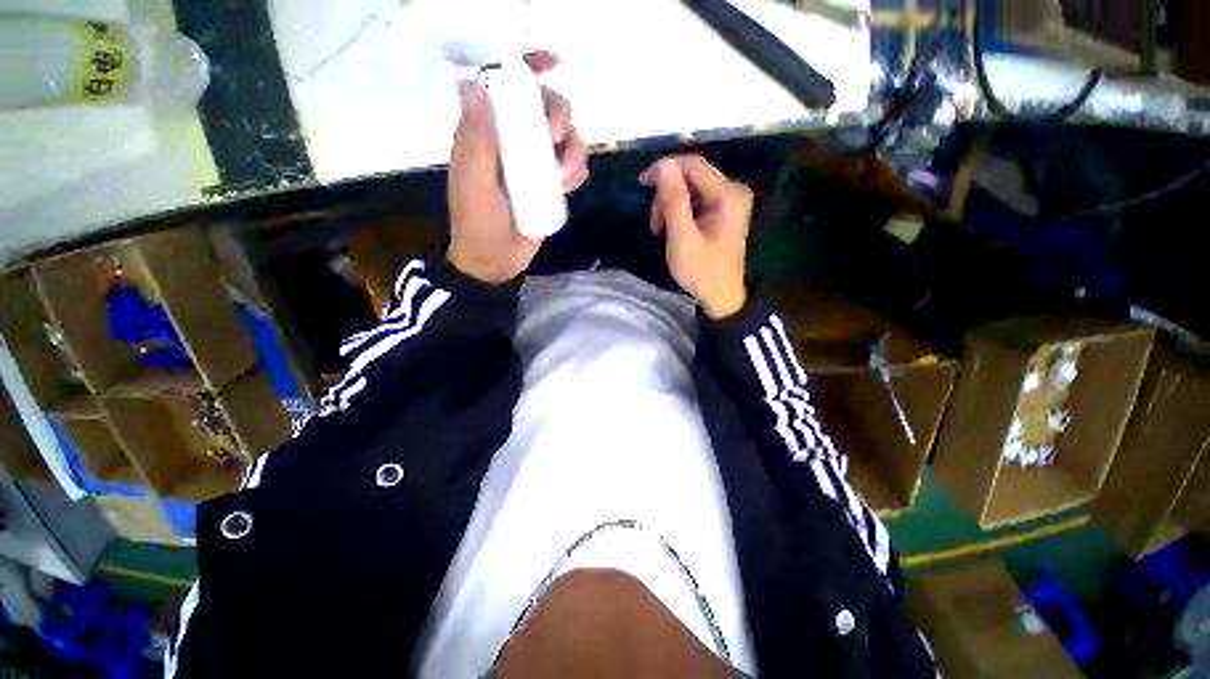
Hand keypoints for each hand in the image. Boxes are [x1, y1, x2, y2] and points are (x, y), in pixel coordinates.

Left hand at [447, 54, 588, 284]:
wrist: (496, 261)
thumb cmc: (479, 224)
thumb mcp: (474, 185)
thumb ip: (476, 140)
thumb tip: (474, 85)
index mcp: (488, 133)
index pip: (507, 86)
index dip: (529, 68)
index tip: (554, 65)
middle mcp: (513, 141)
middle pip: (546, 107)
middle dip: (558, 115)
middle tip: (554, 140)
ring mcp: (534, 164)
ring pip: (565, 137)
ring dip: (573, 148)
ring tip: (566, 175)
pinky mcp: (550, 185)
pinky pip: (572, 166)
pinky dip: (577, 170)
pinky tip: (571, 184)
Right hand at [639, 155, 752, 318]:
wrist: (721, 296)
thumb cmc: (701, 271)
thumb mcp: (682, 238)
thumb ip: (674, 200)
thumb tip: (664, 164)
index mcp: (728, 194)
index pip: (693, 165)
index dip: (665, 169)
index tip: (641, 184)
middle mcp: (733, 190)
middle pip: (691, 176)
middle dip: (667, 195)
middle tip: (655, 224)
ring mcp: (729, 201)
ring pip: (691, 188)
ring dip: (670, 205)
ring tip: (661, 230)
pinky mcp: (723, 211)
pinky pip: (696, 200)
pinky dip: (679, 211)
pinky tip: (672, 229)